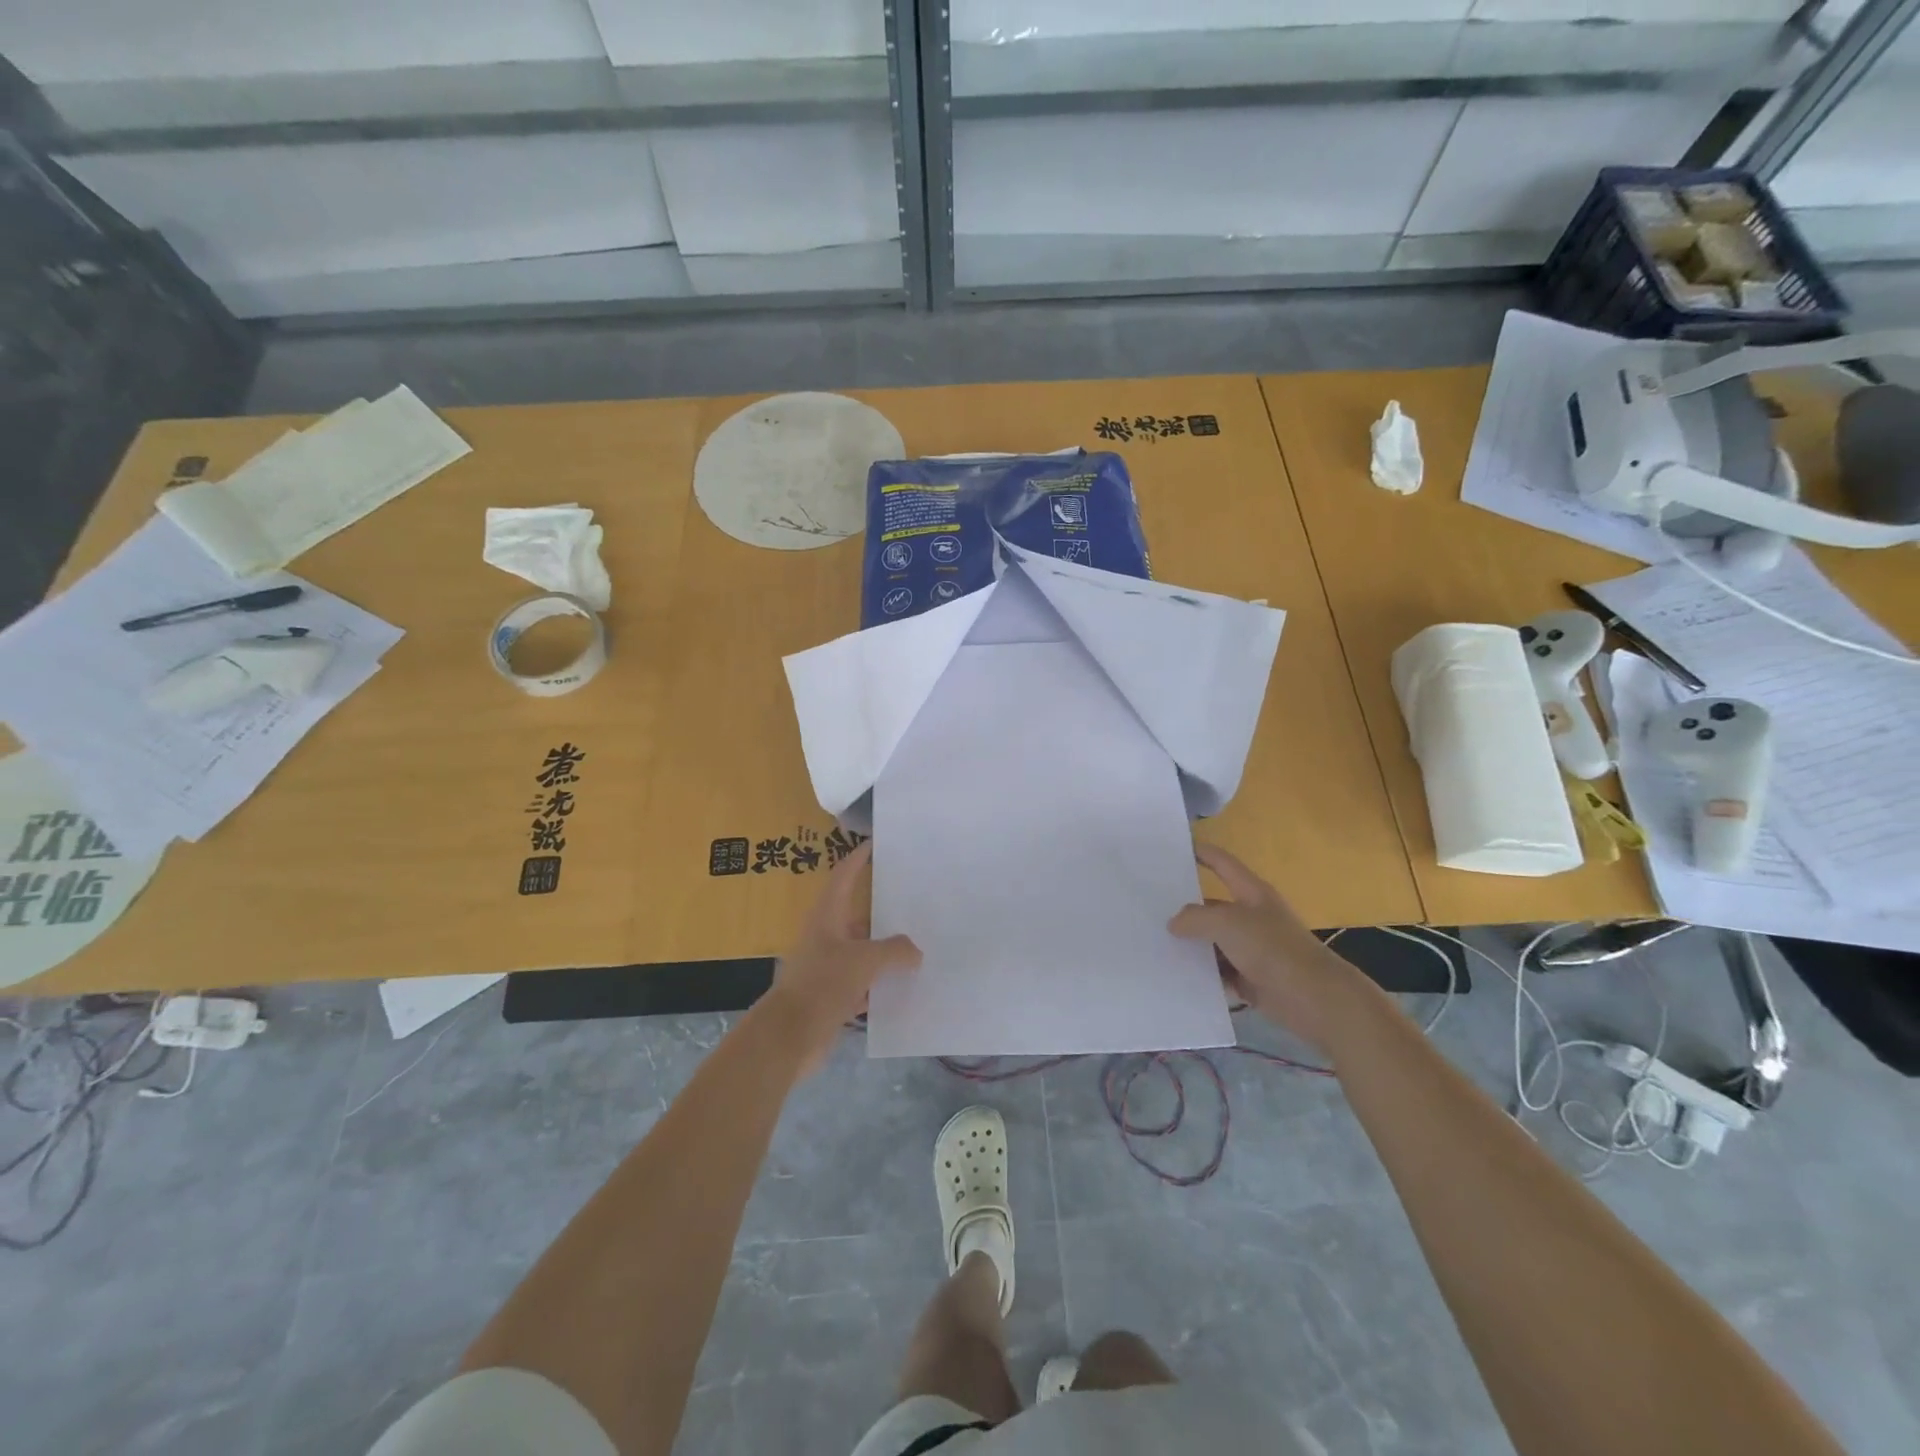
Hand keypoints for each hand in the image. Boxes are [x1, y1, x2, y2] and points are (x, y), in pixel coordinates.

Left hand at [762, 839, 920, 1074]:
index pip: (843, 876)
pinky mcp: (831, 995)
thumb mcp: (865, 960)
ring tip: (918, 943)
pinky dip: (879, 982)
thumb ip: (895, 951)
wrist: (789, 1037)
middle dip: (882, 908)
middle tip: (914, 900)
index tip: (875, 844)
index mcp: (827, 916)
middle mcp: (825, 936)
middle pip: (856, 914)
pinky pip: (862, 982)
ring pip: (861, 950)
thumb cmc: (823, 985)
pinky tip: (903, 986)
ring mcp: (827, 967)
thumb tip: (915, 952)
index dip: (858, 858)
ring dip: (884, 949)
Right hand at [1168, 842, 1360, 1053]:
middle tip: (1149, 908)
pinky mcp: (1252, 978)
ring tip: (1155, 945)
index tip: (1175, 848)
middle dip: (1185, 908)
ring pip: (1213, 942)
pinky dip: (1204, 974)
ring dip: (1191, 946)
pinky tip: (1178, 976)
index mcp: (1251, 893)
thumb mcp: (1227, 923)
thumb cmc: (1272, 949)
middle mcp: (1251, 917)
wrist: (1315, 999)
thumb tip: (1174, 923)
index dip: (1201, 852)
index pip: (1222, 863)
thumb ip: (1195, 918)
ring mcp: (1252, 949)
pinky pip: (1220, 972)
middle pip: (1212, 906)